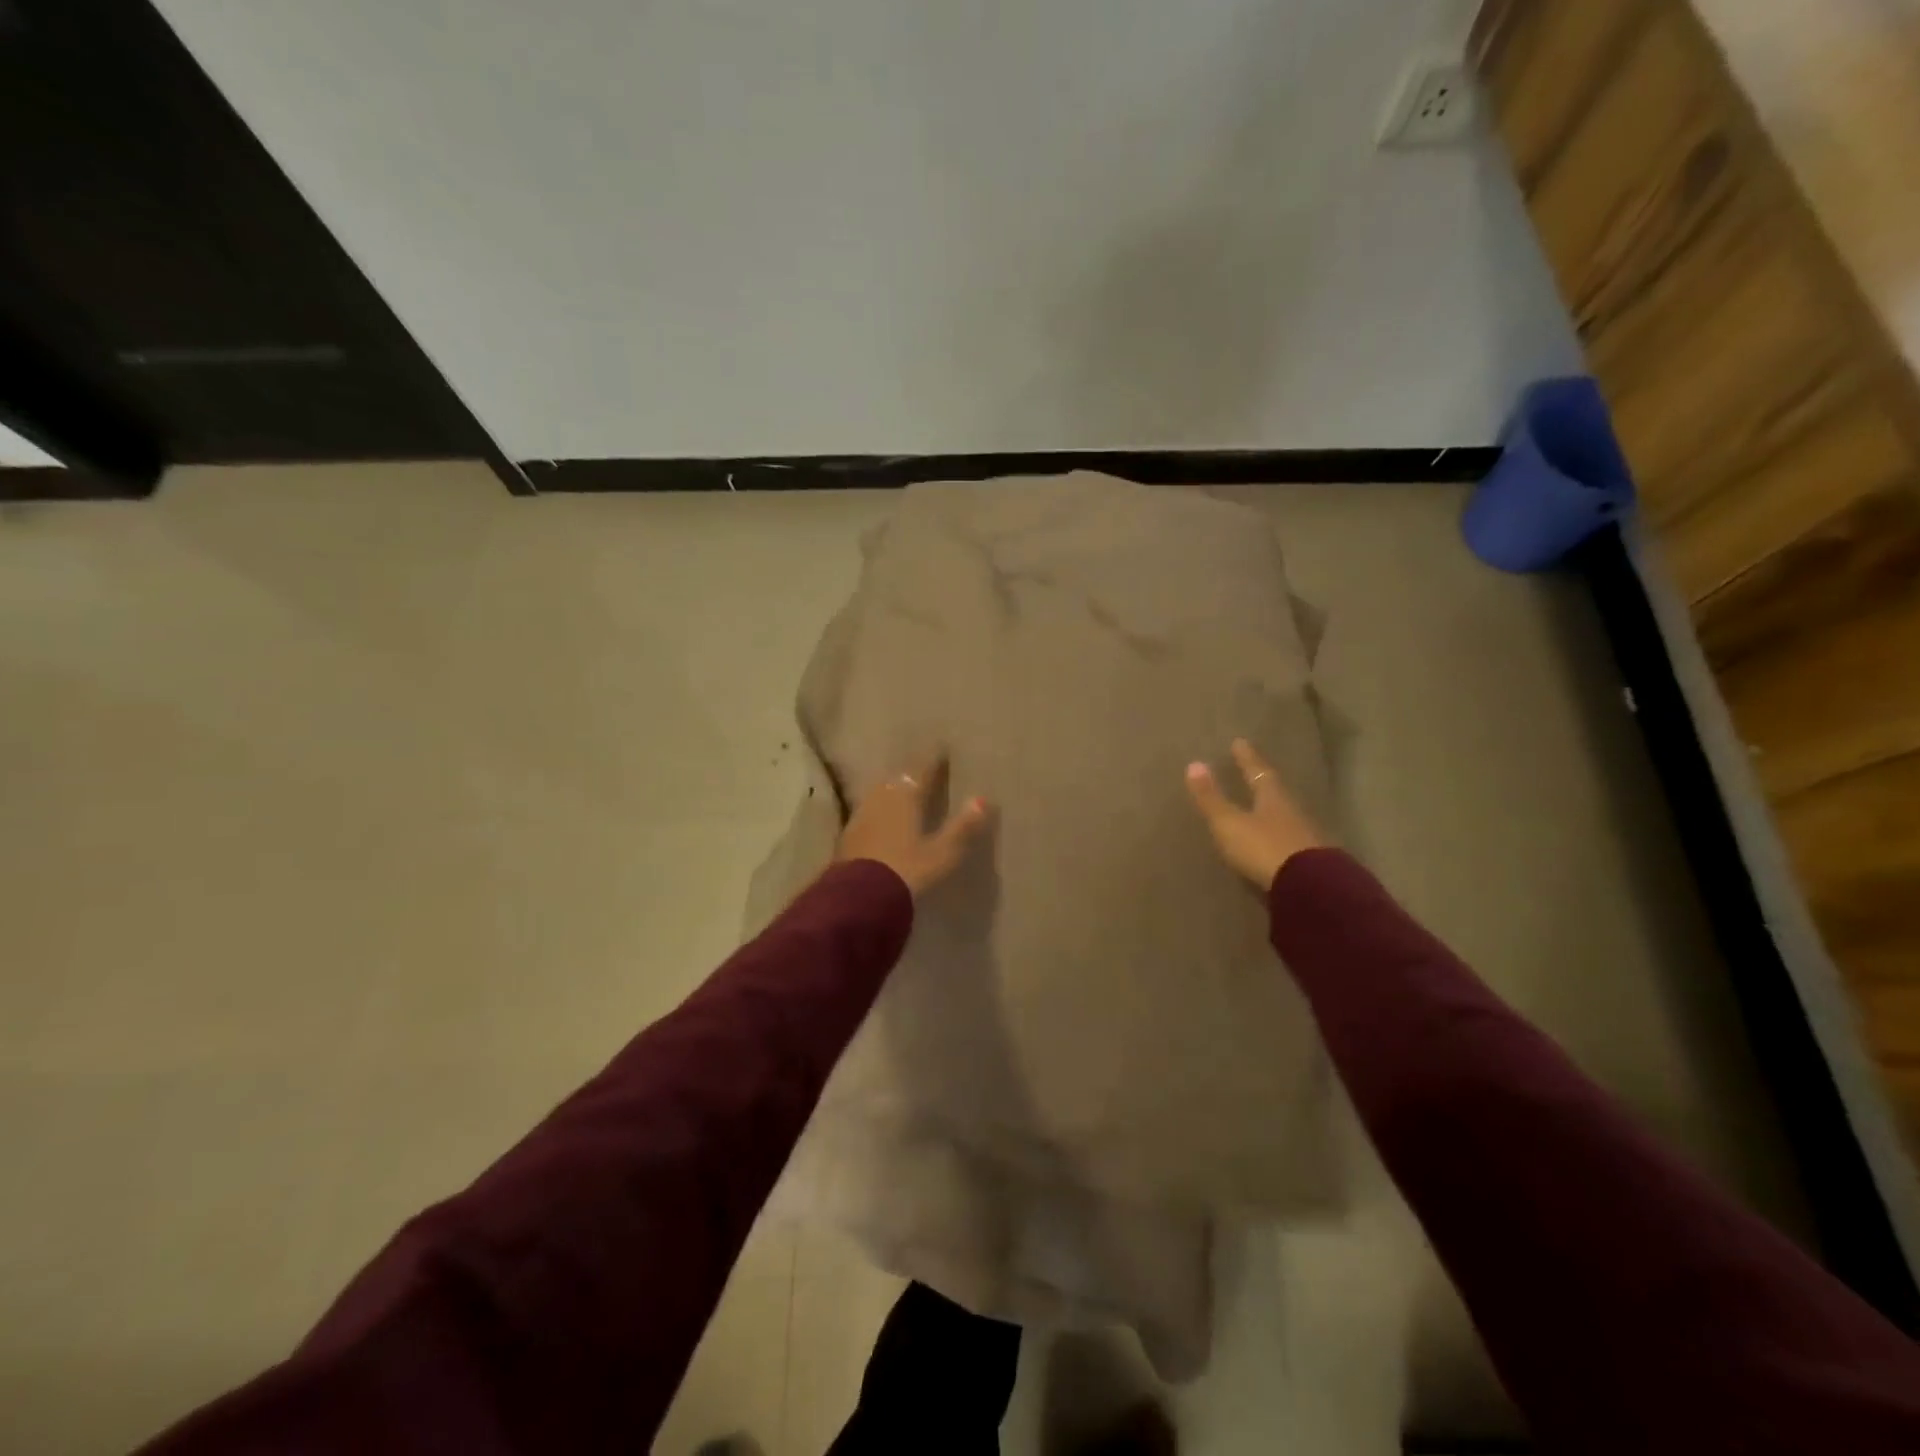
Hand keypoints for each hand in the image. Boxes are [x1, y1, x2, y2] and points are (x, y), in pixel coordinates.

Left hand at [837, 754, 990, 896]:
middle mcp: (881, 798)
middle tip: (924, 768)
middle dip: (911, 772)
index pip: (921, 769)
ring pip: (881, 792)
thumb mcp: (943, 853)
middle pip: (898, 778)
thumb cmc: (907, 872)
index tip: (942, 749)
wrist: (859, 900)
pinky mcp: (848, 835)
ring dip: (893, 788)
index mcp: (905, 797)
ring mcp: (861, 816)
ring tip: (905, 790)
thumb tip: (983, 799)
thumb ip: (962, 827)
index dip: (933, 759)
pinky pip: (869, 811)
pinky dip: (880, 808)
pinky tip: (883, 817)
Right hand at [1185, 738, 1325, 891]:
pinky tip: (1274, 841)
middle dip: (1264, 782)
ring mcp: (1306, 837)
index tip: (1240, 742)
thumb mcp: (1229, 823)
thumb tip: (1194, 764)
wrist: (1309, 890)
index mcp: (1273, 798)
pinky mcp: (1312, 862)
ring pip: (1286, 815)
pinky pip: (1292, 840)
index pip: (1258, 772)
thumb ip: (1211, 798)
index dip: (1247, 758)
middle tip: (1255, 772)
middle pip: (1276, 792)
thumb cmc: (1263, 848)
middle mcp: (1292, 812)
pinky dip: (1280, 836)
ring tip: (1261, 807)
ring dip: (1273, 810)